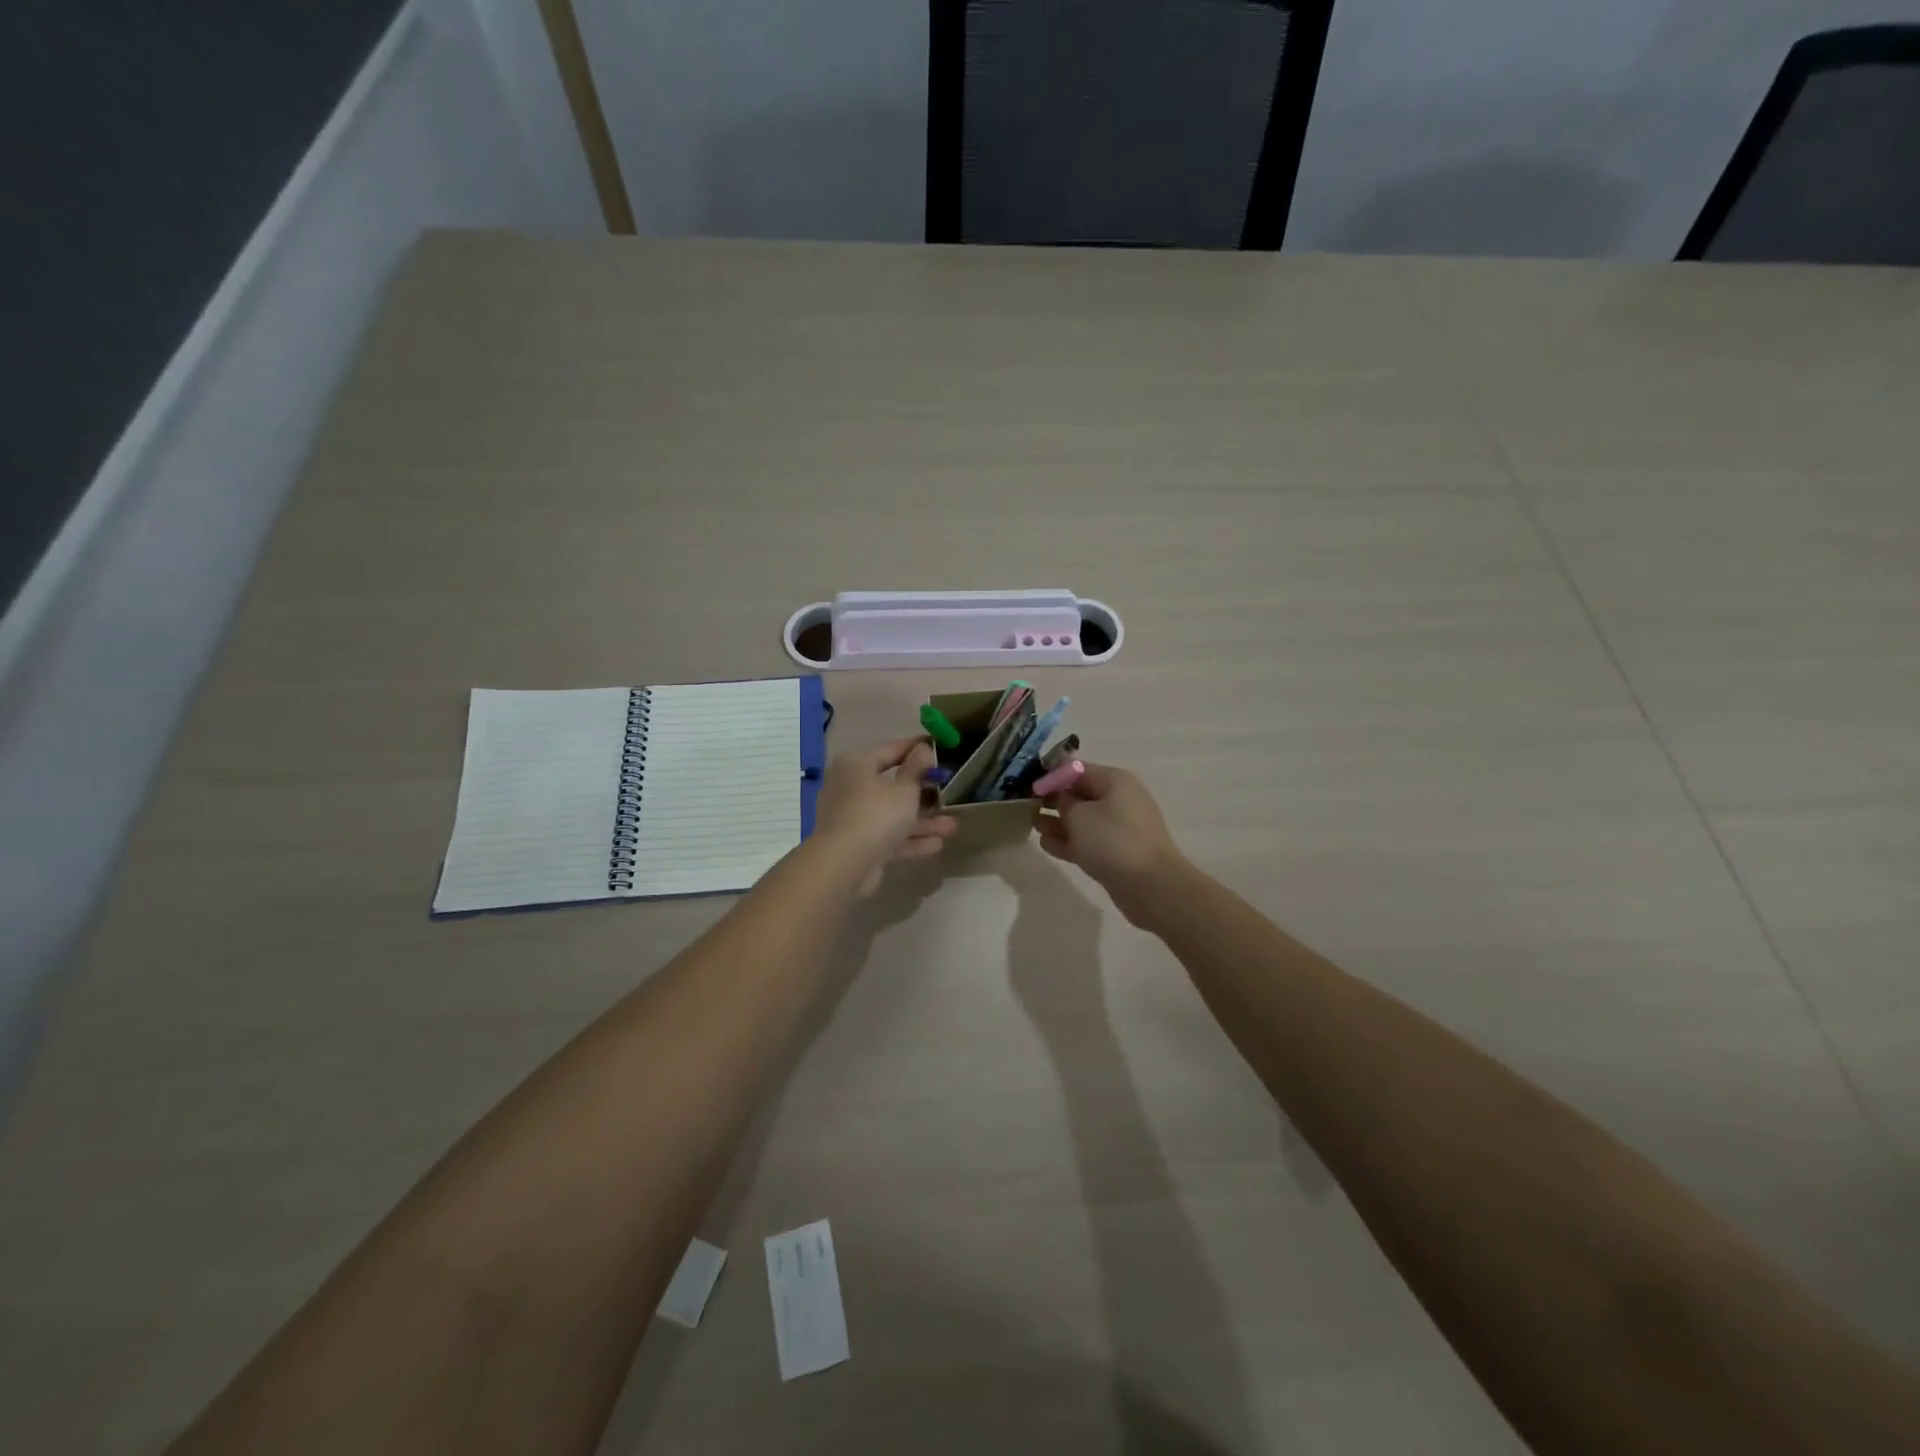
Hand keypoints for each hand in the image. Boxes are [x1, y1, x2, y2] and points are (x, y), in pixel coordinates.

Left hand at [813, 738, 957, 894]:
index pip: (890, 750)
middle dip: (923, 791)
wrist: (844, 865)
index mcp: (857, 765)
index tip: (939, 746)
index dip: (916, 748)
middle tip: (948, 790)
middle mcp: (851, 788)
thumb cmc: (876, 815)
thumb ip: (917, 768)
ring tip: (952, 826)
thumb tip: (923, 748)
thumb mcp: (904, 789)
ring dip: (922, 820)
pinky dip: (910, 839)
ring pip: (893, 814)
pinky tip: (937, 844)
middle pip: (892, 785)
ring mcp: (853, 818)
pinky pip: (888, 836)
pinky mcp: (858, 844)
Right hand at [1036, 764, 1183, 924]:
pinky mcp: (1117, 852)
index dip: (1051, 776)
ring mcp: (1120, 827)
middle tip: (1025, 806)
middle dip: (1053, 800)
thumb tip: (1059, 797)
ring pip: (1082, 820)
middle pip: (1080, 794)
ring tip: (1032, 825)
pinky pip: (1088, 841)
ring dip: (1058, 822)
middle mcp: (1119, 799)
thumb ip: (1062, 802)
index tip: (1027, 785)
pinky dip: (1069, 841)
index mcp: (1115, 781)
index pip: (1077, 770)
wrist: (1150, 885)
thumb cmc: (1112, 840)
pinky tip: (1046, 845)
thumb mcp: (1079, 815)